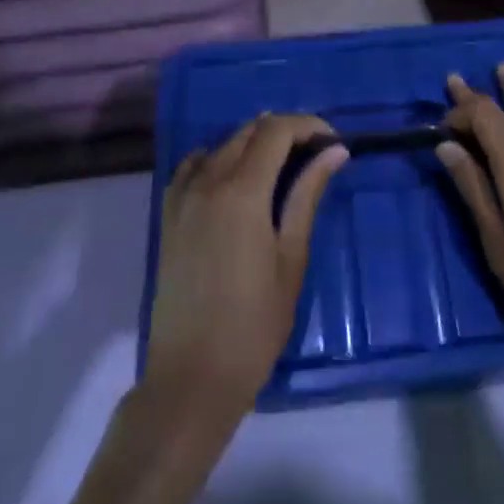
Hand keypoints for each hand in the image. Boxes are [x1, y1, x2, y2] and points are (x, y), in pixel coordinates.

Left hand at [145, 113, 347, 418]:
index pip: (276, 130)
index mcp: (241, 191)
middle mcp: (207, 182)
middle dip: (285, 132)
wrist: (191, 378)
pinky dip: (218, 159)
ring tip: (283, 167)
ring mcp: (182, 199)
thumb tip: (335, 152)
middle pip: (249, 132)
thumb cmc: (254, 324)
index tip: (333, 142)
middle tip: (315, 155)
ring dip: (254, 144)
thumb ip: (308, 196)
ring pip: (222, 146)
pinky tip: (234, 179)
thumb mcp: (291, 258)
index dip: (308, 125)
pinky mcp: (168, 217)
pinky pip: (192, 168)